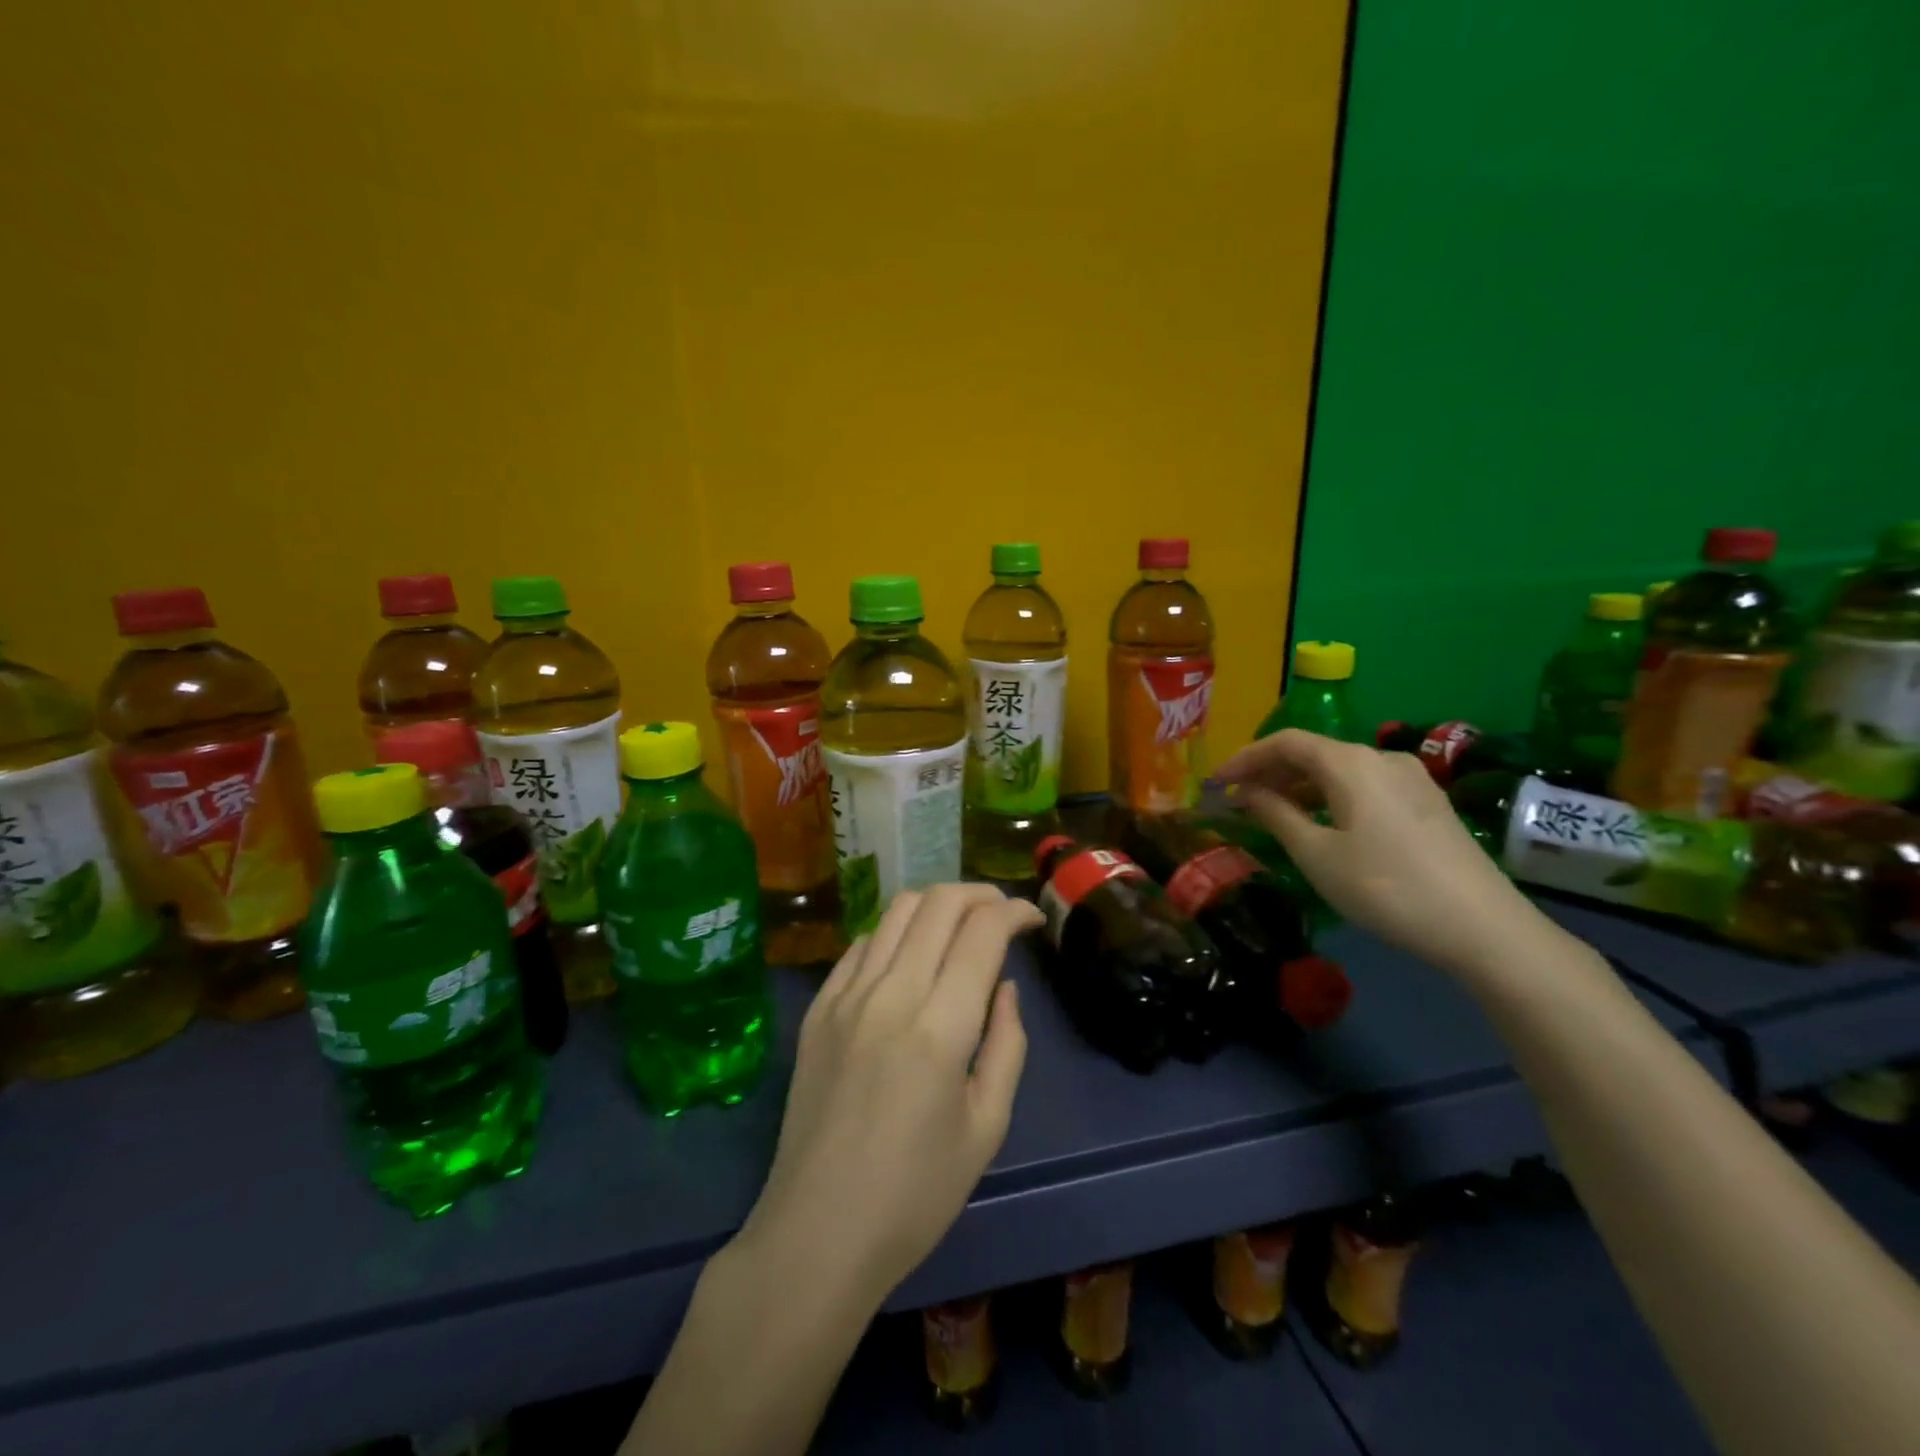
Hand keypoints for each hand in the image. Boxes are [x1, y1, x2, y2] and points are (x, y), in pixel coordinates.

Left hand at [734, 883, 1043, 1308]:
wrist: (817, 1233)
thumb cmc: (915, 1195)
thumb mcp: (986, 1127)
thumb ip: (1007, 1044)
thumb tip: (1003, 986)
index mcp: (940, 1027)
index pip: (982, 931)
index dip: (1014, 911)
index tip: (1032, 919)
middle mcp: (890, 994)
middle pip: (939, 902)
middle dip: (980, 895)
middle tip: (1001, 915)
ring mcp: (845, 995)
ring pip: (896, 910)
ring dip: (937, 904)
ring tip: (959, 925)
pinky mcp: (817, 1007)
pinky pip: (861, 943)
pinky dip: (895, 932)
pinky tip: (908, 958)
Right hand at [1214, 729, 1545, 977]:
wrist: (1482, 927)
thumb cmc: (1385, 887)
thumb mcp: (1316, 855)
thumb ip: (1277, 815)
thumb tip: (1249, 793)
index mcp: (1350, 763)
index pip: (1285, 742)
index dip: (1245, 758)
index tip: (1217, 783)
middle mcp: (1380, 758)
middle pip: (1314, 752)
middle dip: (1271, 771)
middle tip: (1240, 799)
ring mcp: (1410, 779)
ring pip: (1340, 769)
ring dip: (1301, 785)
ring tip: (1273, 812)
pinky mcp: (1427, 803)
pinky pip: (1364, 785)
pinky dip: (1331, 795)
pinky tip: (1321, 822)